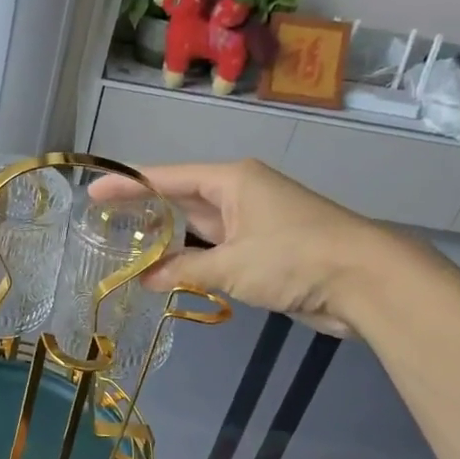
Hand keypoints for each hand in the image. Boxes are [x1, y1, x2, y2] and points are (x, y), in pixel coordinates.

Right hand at [90, 159, 402, 335]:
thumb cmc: (294, 258)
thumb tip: (145, 281)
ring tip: (122, 249)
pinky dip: (190, 260)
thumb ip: (184, 270)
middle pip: (179, 198)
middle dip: (142, 211)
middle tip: (101, 223)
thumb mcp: (231, 265)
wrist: (366, 281)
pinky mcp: (263, 250)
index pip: (167, 177)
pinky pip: (215, 250)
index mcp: (231, 180)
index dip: (127, 184)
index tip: (92, 193)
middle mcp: (238, 194)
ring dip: (165, 240)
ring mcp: (252, 222)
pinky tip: (165, 271)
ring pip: (197, 227)